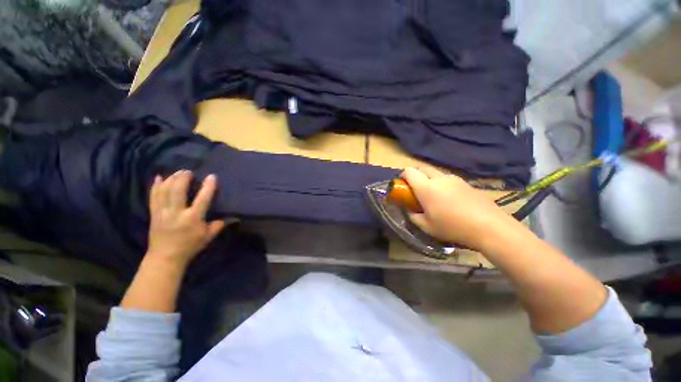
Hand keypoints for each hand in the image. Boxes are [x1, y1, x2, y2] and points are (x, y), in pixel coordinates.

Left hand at [146, 170, 224, 268]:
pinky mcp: (154, 214)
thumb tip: (233, 217)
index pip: (202, 199)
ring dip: (171, 179)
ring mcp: (163, 213)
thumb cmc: (190, 246)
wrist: (165, 257)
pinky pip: (153, 197)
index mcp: (193, 218)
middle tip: (188, 171)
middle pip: (178, 191)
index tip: (212, 176)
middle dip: (183, 178)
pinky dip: (156, 186)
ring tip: (177, 172)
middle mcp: (177, 213)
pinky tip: (159, 177)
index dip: (208, 186)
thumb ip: (219, 225)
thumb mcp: (208, 236)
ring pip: (164, 191)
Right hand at [402, 167, 516, 250]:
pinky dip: (442, 184)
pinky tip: (449, 199)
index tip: (402, 186)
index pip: (409, 171)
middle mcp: (439, 178)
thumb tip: (410, 210)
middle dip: (415, 176)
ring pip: (436, 173)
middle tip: (416, 190)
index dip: (402, 176)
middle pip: (422, 168)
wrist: (490, 227)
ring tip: (433, 196)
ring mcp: (454, 179)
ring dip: (429, 180)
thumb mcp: (427, 227)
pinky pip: (448, 179)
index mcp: (426, 187)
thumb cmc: (453, 227)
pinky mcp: (466, 183)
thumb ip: (413, 216)